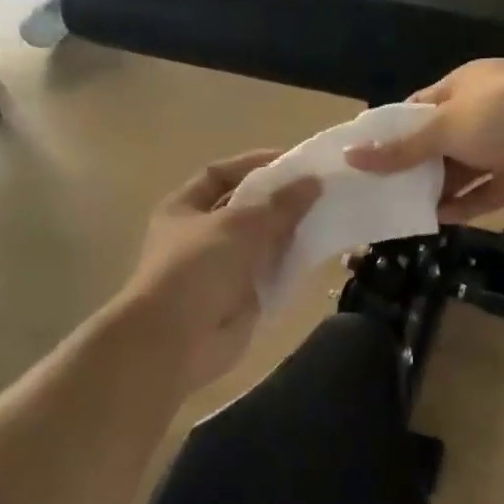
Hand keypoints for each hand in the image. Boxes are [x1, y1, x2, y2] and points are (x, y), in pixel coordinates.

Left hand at [117, 152, 319, 390]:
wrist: (175, 341)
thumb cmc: (197, 269)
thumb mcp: (240, 225)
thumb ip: (280, 204)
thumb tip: (313, 181)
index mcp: (184, 208)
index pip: (221, 174)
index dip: (254, 164)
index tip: (293, 161)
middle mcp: (200, 235)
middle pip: (245, 208)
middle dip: (279, 199)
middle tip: (320, 190)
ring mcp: (220, 268)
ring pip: (261, 241)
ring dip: (289, 231)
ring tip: (328, 216)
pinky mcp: (240, 297)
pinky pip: (270, 272)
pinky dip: (291, 264)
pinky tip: (319, 253)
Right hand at [347, 60, 503, 222]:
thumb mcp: (448, 124)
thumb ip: (403, 147)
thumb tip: (353, 156)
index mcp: (461, 88)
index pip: (417, 108)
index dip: (390, 131)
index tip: (361, 156)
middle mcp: (478, 116)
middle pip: (434, 144)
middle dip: (408, 166)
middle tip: (372, 192)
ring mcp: (498, 149)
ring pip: (456, 172)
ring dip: (432, 190)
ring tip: (396, 211)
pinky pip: (481, 195)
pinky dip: (461, 207)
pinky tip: (434, 221)